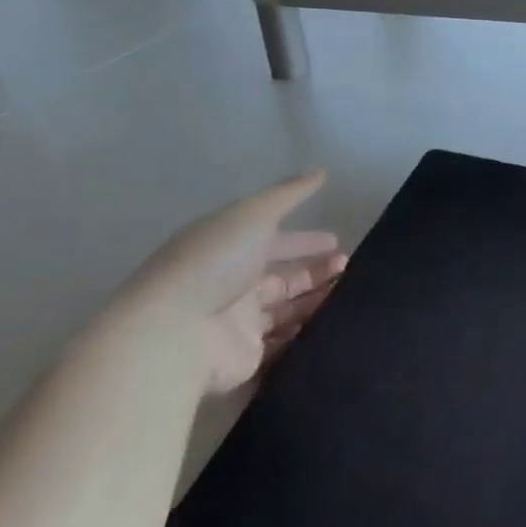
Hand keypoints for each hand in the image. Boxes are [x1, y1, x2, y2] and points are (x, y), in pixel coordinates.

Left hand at [109, 171, 347, 395]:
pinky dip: (308, 334)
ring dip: (317, 300)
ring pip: (286, 309)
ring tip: (351, 294)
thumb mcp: (252, 216)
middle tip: (350, 269)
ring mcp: (237, 322)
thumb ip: (288, 195)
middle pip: (281, 277)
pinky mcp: (247, 355)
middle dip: (316, 271)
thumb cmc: (212, 265)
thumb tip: (321, 171)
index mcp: (227, 250)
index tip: (337, 241)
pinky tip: (336, 326)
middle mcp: (230, 285)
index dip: (304, 240)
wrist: (174, 334)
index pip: (272, 242)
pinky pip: (285, 343)